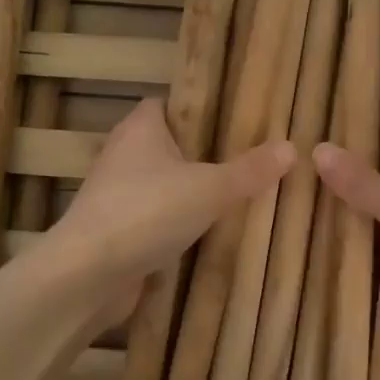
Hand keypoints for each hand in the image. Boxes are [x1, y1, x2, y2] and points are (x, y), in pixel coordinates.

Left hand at [42, 100, 294, 322]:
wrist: (87, 275)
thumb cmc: (147, 213)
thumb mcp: (210, 188)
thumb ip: (249, 170)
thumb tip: (291, 146)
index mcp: (141, 128)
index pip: (169, 104)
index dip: (200, 109)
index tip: (236, 120)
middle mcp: (124, 154)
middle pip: (169, 145)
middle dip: (204, 154)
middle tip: (249, 160)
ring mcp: (117, 194)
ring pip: (163, 184)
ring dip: (191, 192)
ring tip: (238, 197)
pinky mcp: (116, 229)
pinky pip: (155, 217)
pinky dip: (176, 224)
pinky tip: (209, 234)